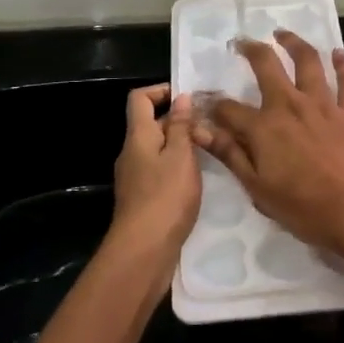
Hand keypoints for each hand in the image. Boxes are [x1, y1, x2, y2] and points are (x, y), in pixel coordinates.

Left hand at [107, 86, 201, 276]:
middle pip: (151, 124)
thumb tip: (181, 97)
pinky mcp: (143, 198)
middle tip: (211, 126)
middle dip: (179, 120)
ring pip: (158, 149)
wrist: (143, 251)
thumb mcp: (180, 156)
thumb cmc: (165, 197)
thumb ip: (181, 126)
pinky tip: (199, 179)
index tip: (189, 97)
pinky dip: (178, 168)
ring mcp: (135, 177)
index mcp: (138, 136)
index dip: (161, 90)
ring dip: (181, 146)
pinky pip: (160, 171)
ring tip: (211, 151)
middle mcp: (132, 152)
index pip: (140, 99)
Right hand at [193, 32, 343, 266]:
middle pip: (266, 65)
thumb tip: (200, 130)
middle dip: (250, 49)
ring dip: (293, 42)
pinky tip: (338, 53)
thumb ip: (231, 155)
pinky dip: (342, 63)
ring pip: (307, 61)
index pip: (229, 108)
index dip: (213, 104)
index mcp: (264, 127)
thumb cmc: (306, 209)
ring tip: (282, 33)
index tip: (205, 101)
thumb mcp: (258, 190)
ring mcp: (324, 104)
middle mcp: (291, 105)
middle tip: (242, 42)